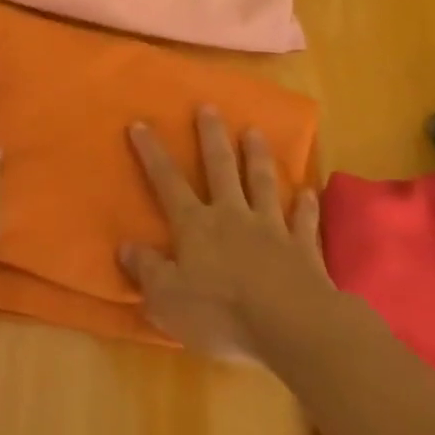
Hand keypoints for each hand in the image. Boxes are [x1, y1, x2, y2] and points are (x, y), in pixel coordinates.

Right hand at [119, 108, 332, 362]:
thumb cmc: (221, 314)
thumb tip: (125, 246)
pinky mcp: (304, 250)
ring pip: (262, 184)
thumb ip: (146, 271)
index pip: (167, 181)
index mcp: (195, 225)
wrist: (293, 327)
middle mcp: (232, 216)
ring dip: (257, 157)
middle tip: (209, 107)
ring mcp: (271, 229)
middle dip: (212, 137)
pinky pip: (303, 222)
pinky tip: (309, 192)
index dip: (151, 153)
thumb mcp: (168, 299)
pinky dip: (306, 206)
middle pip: (220, 168)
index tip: (140, 123)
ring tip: (255, 131)